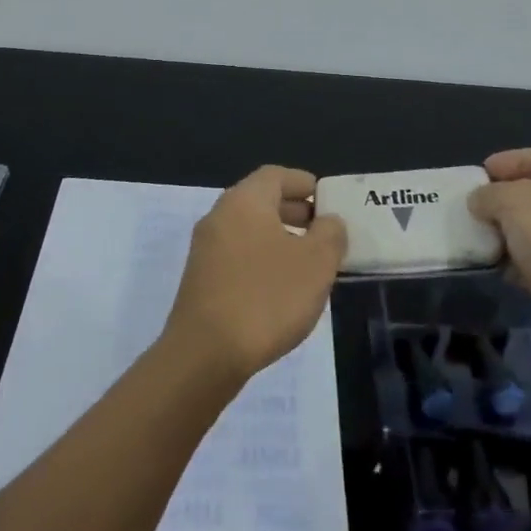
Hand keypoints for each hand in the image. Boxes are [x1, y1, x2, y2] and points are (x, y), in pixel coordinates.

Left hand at [162, 165, 348, 383]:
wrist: (205, 355)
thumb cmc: (266, 298)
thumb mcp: (315, 263)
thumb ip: (330, 234)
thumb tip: (328, 221)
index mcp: (244, 201)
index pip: (276, 175)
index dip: (304, 183)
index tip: (329, 200)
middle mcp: (219, 216)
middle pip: (261, 201)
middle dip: (296, 211)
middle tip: (326, 231)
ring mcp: (205, 249)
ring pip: (250, 230)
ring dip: (281, 238)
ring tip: (310, 264)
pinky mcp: (201, 280)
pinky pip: (238, 255)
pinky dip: (263, 259)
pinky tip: (283, 289)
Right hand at [468, 146, 530, 371]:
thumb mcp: (516, 201)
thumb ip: (490, 194)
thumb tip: (480, 202)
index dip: (510, 160)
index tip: (478, 173)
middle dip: (503, 199)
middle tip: (470, 206)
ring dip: (505, 233)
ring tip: (472, 236)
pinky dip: (514, 263)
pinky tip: (491, 266)